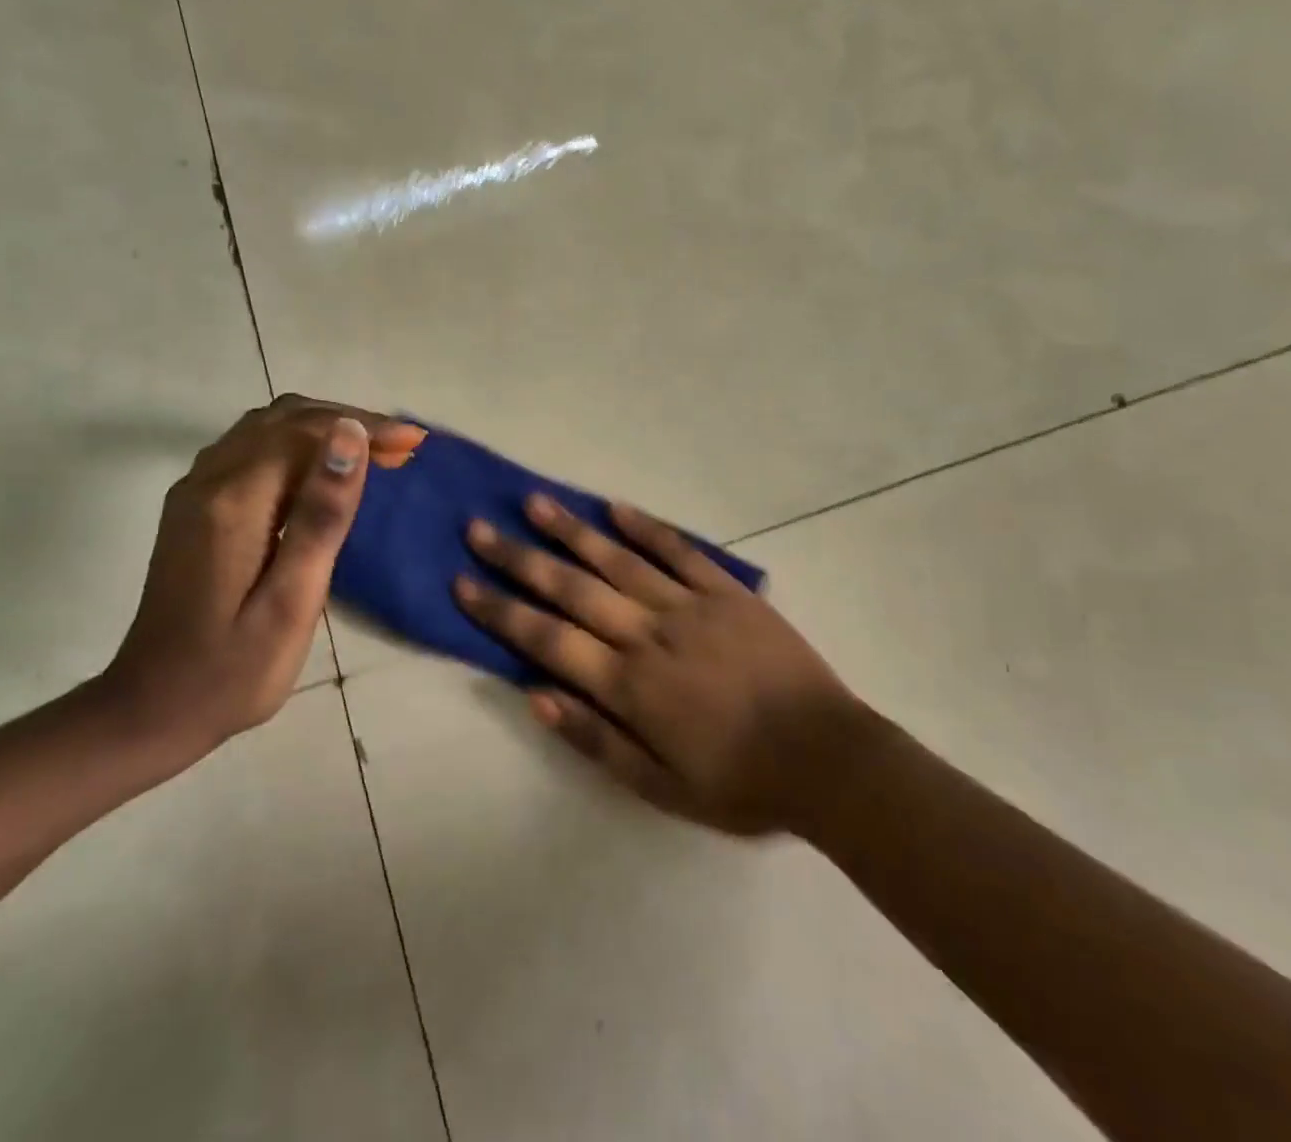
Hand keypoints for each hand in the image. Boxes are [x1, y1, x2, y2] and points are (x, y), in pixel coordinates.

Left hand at [100, 395, 425, 760]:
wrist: (150, 711)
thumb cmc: (234, 669)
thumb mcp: (293, 600)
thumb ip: (321, 514)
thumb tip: (349, 435)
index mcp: (234, 502)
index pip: (305, 432)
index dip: (364, 427)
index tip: (414, 444)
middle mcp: (208, 481)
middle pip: (284, 419)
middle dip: (348, 422)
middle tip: (402, 448)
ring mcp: (195, 492)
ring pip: (266, 429)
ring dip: (323, 430)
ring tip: (374, 454)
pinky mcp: (195, 509)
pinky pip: (251, 450)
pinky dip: (297, 446)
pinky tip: (324, 473)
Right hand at [455, 497, 867, 835]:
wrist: (827, 759)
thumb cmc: (739, 783)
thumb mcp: (659, 787)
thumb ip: (594, 740)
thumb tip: (535, 695)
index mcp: (630, 684)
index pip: (548, 639)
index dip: (501, 610)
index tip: (463, 582)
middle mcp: (650, 633)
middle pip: (572, 588)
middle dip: (520, 559)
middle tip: (478, 529)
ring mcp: (690, 605)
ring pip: (618, 560)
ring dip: (572, 531)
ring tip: (532, 502)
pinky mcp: (727, 592)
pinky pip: (679, 551)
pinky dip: (645, 527)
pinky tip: (614, 507)